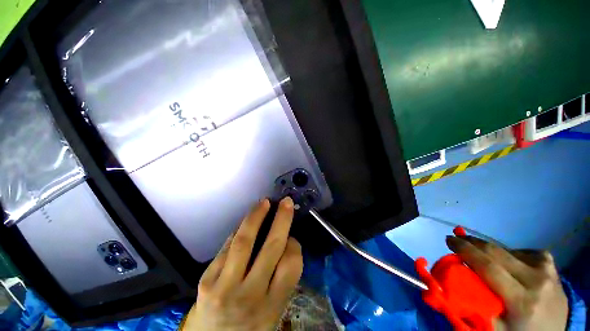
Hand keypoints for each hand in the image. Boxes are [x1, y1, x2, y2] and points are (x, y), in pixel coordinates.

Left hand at [181, 197, 302, 330]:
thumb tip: (286, 242)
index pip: (291, 266)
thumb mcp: (273, 312)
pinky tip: (245, 223)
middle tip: (286, 203)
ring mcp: (224, 287)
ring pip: (244, 242)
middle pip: (270, 248)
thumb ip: (282, 280)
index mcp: (271, 307)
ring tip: (264, 203)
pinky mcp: (206, 281)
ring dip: (256, 217)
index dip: (294, 246)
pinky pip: (227, 247)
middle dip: (281, 220)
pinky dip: (238, 231)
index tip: (292, 238)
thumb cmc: (248, 328)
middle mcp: (249, 295)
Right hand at [446, 236, 568, 330]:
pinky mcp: (548, 261)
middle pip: (496, 252)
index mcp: (523, 302)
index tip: (448, 239)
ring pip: (506, 250)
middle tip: (456, 240)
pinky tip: (507, 264)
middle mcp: (537, 280)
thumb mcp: (495, 329)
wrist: (556, 330)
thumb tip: (449, 284)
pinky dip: (507, 254)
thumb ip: (474, 306)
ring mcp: (546, 268)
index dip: (465, 250)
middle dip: (472, 243)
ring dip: (488, 251)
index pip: (488, 267)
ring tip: (480, 256)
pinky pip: (520, 251)